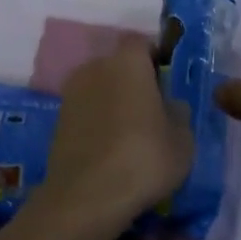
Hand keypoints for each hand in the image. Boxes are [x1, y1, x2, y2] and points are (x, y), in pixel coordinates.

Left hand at [38, 41, 192, 230]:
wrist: (86, 195)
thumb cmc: (144, 158)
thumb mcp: (182, 139)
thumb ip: (178, 112)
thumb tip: (169, 104)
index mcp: (127, 62)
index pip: (142, 43)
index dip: (156, 57)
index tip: (167, 81)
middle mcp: (95, 67)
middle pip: (118, 64)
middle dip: (134, 81)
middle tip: (152, 110)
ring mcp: (71, 92)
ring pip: (100, 87)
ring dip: (114, 101)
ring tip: (130, 133)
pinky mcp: (58, 119)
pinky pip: (86, 110)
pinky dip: (97, 121)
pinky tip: (110, 148)